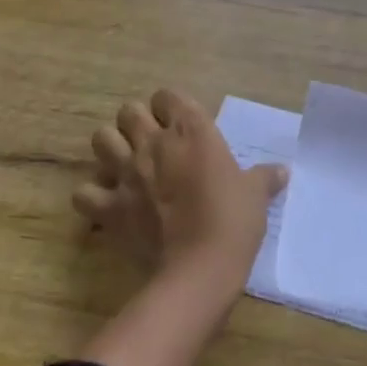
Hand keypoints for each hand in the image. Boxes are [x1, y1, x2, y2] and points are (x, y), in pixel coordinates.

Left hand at [77, 88, 285, 290]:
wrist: (200, 270)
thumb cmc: (233, 222)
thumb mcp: (256, 195)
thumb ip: (265, 178)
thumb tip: (283, 171)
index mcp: (191, 131)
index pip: (168, 95)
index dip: (171, 107)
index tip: (180, 125)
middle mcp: (154, 143)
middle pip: (128, 111)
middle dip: (136, 122)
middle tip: (152, 143)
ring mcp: (126, 173)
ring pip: (101, 139)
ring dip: (110, 148)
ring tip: (125, 164)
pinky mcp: (109, 207)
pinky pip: (83, 192)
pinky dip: (91, 195)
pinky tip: (106, 202)